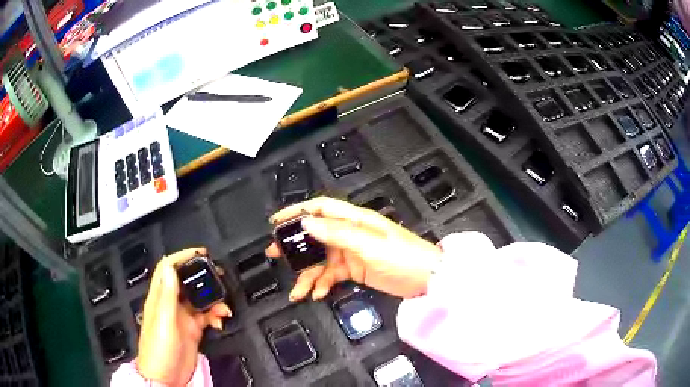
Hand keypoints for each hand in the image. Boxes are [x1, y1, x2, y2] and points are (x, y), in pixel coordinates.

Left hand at [137, 248, 231, 385]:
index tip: (200, 253)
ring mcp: (182, 317)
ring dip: (212, 298)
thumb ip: (166, 295)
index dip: (182, 257)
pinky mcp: (192, 330)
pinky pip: (206, 315)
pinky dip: (215, 314)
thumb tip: (169, 267)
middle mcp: (170, 304)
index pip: (168, 269)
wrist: (166, 377)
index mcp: (160, 298)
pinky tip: (220, 320)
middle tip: (218, 276)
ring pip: (199, 298)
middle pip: (186, 281)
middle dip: (202, 275)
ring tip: (223, 306)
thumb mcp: (162, 321)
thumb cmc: (159, 350)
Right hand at [266, 197, 441, 300]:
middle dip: (295, 246)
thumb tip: (306, 223)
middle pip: (315, 235)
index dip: (297, 212)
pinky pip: (332, 276)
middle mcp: (350, 233)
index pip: (320, 209)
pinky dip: (323, 284)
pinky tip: (318, 294)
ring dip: (307, 274)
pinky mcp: (355, 270)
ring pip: (320, 260)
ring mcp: (351, 253)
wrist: (426, 280)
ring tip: (296, 292)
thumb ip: (338, 233)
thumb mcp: (370, 244)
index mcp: (354, 220)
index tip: (276, 221)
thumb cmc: (403, 257)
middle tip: (275, 256)